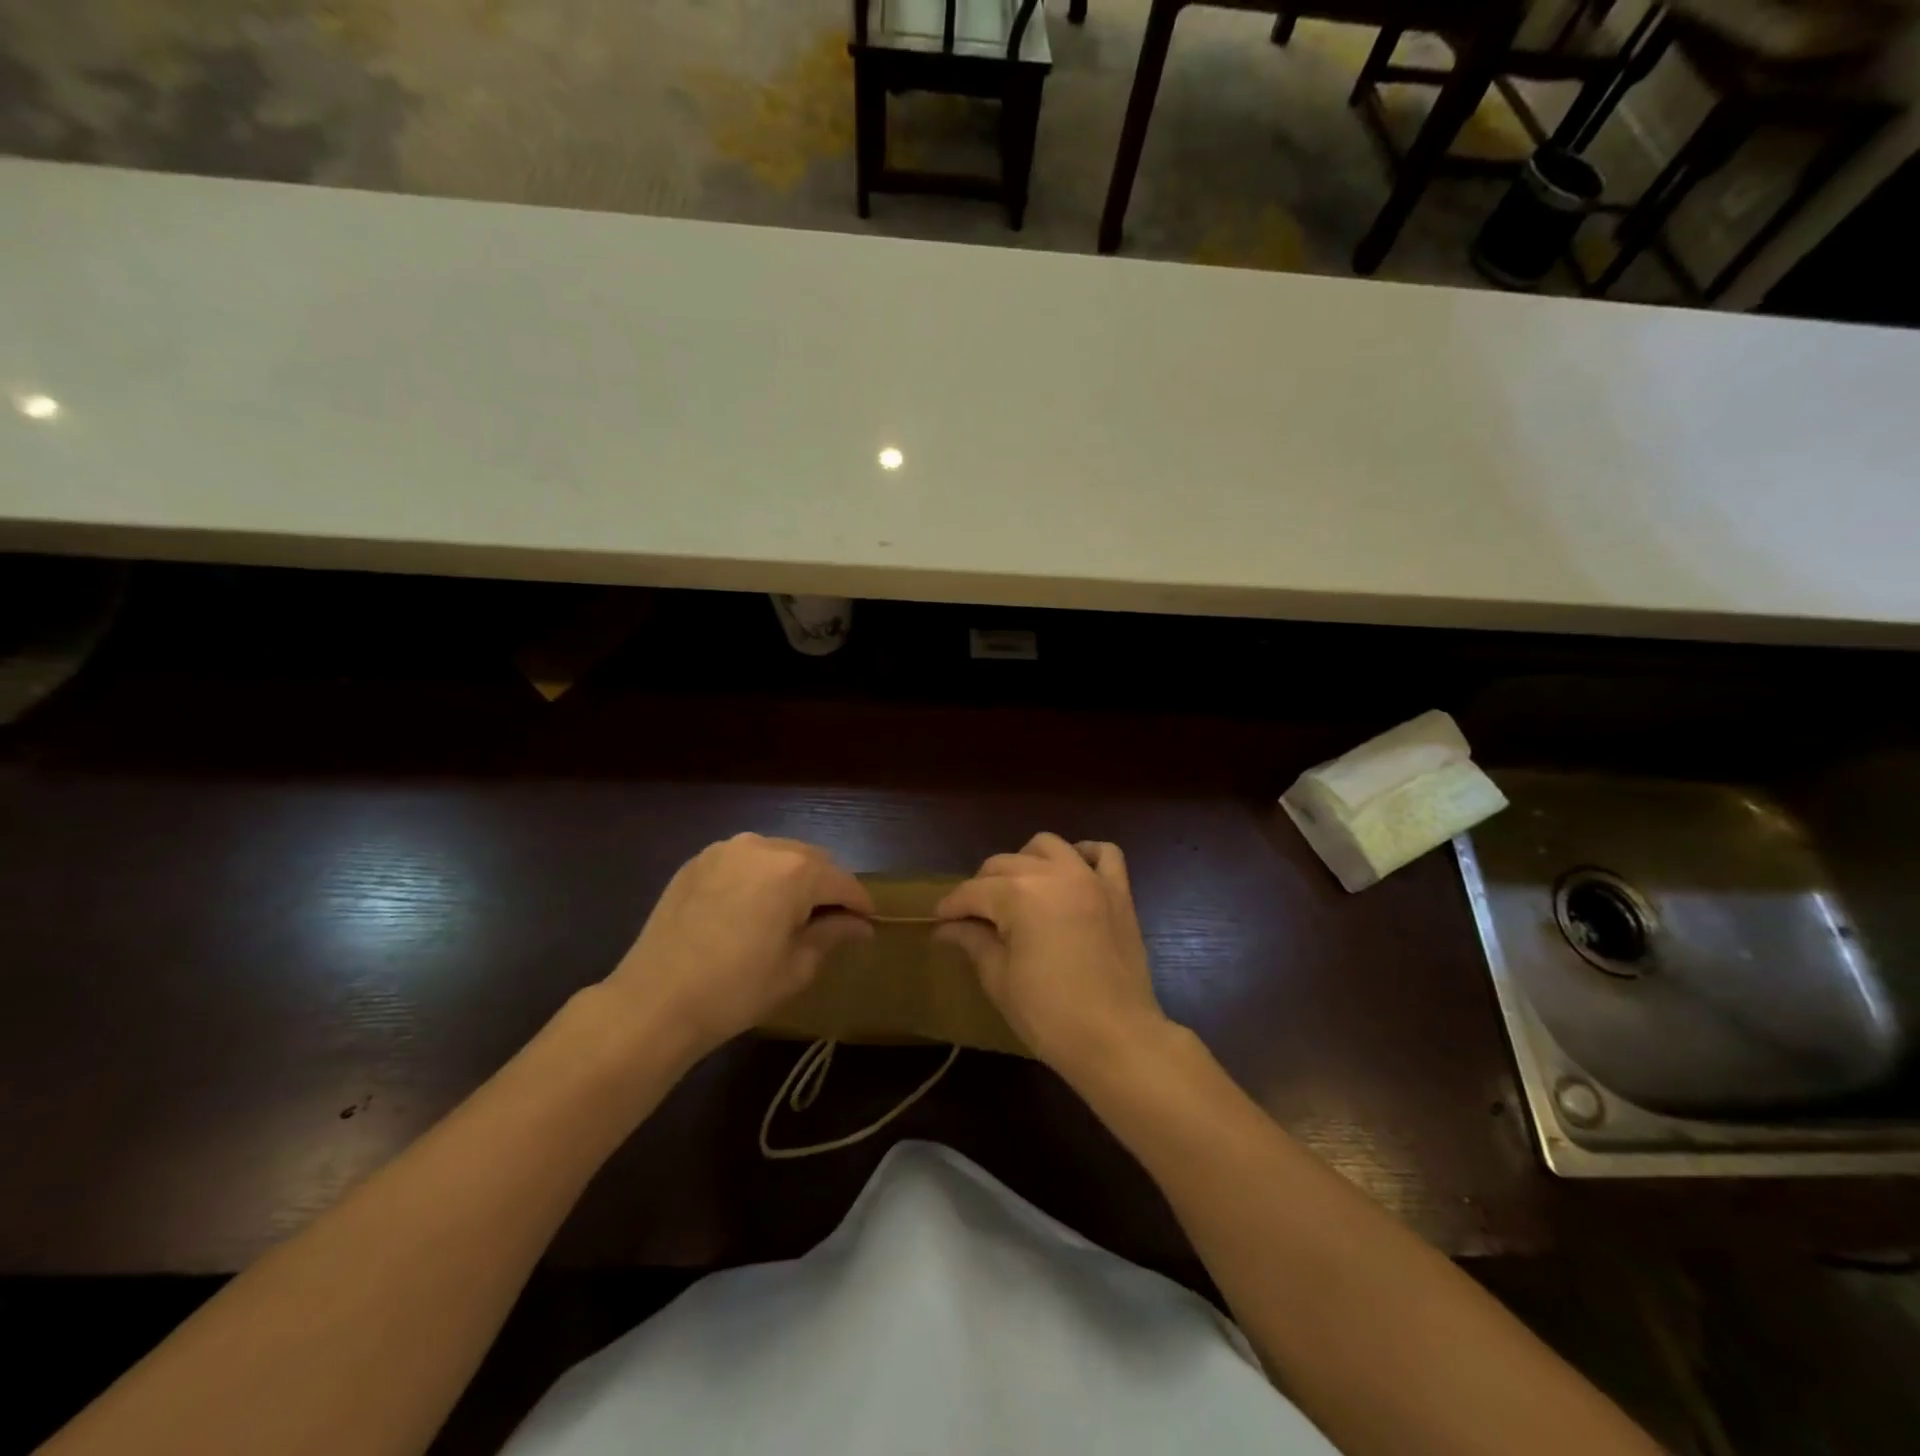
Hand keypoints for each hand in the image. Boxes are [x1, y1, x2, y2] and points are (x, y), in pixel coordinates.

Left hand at [600, 834, 873, 1068]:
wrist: (655, 1001)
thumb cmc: (737, 989)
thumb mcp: (796, 967)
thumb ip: (833, 935)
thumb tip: (861, 926)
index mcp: (795, 870)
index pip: (843, 881)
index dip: (860, 903)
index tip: (868, 923)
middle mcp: (763, 846)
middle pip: (812, 860)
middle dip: (826, 887)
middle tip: (830, 921)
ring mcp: (726, 850)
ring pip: (777, 856)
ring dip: (792, 878)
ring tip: (789, 913)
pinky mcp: (698, 862)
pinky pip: (743, 861)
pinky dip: (758, 878)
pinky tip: (751, 909)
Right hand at [936, 833, 1169, 1081]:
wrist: (1116, 1039)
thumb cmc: (1049, 1014)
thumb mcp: (999, 979)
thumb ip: (973, 941)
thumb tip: (945, 928)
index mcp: (1018, 894)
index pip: (972, 891)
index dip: (950, 907)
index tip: (938, 922)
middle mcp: (1052, 873)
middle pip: (1004, 864)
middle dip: (981, 887)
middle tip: (974, 918)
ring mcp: (1089, 878)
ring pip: (1046, 846)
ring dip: (1025, 862)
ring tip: (1018, 892)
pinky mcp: (1118, 892)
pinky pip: (1104, 853)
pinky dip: (1085, 855)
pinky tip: (1070, 873)